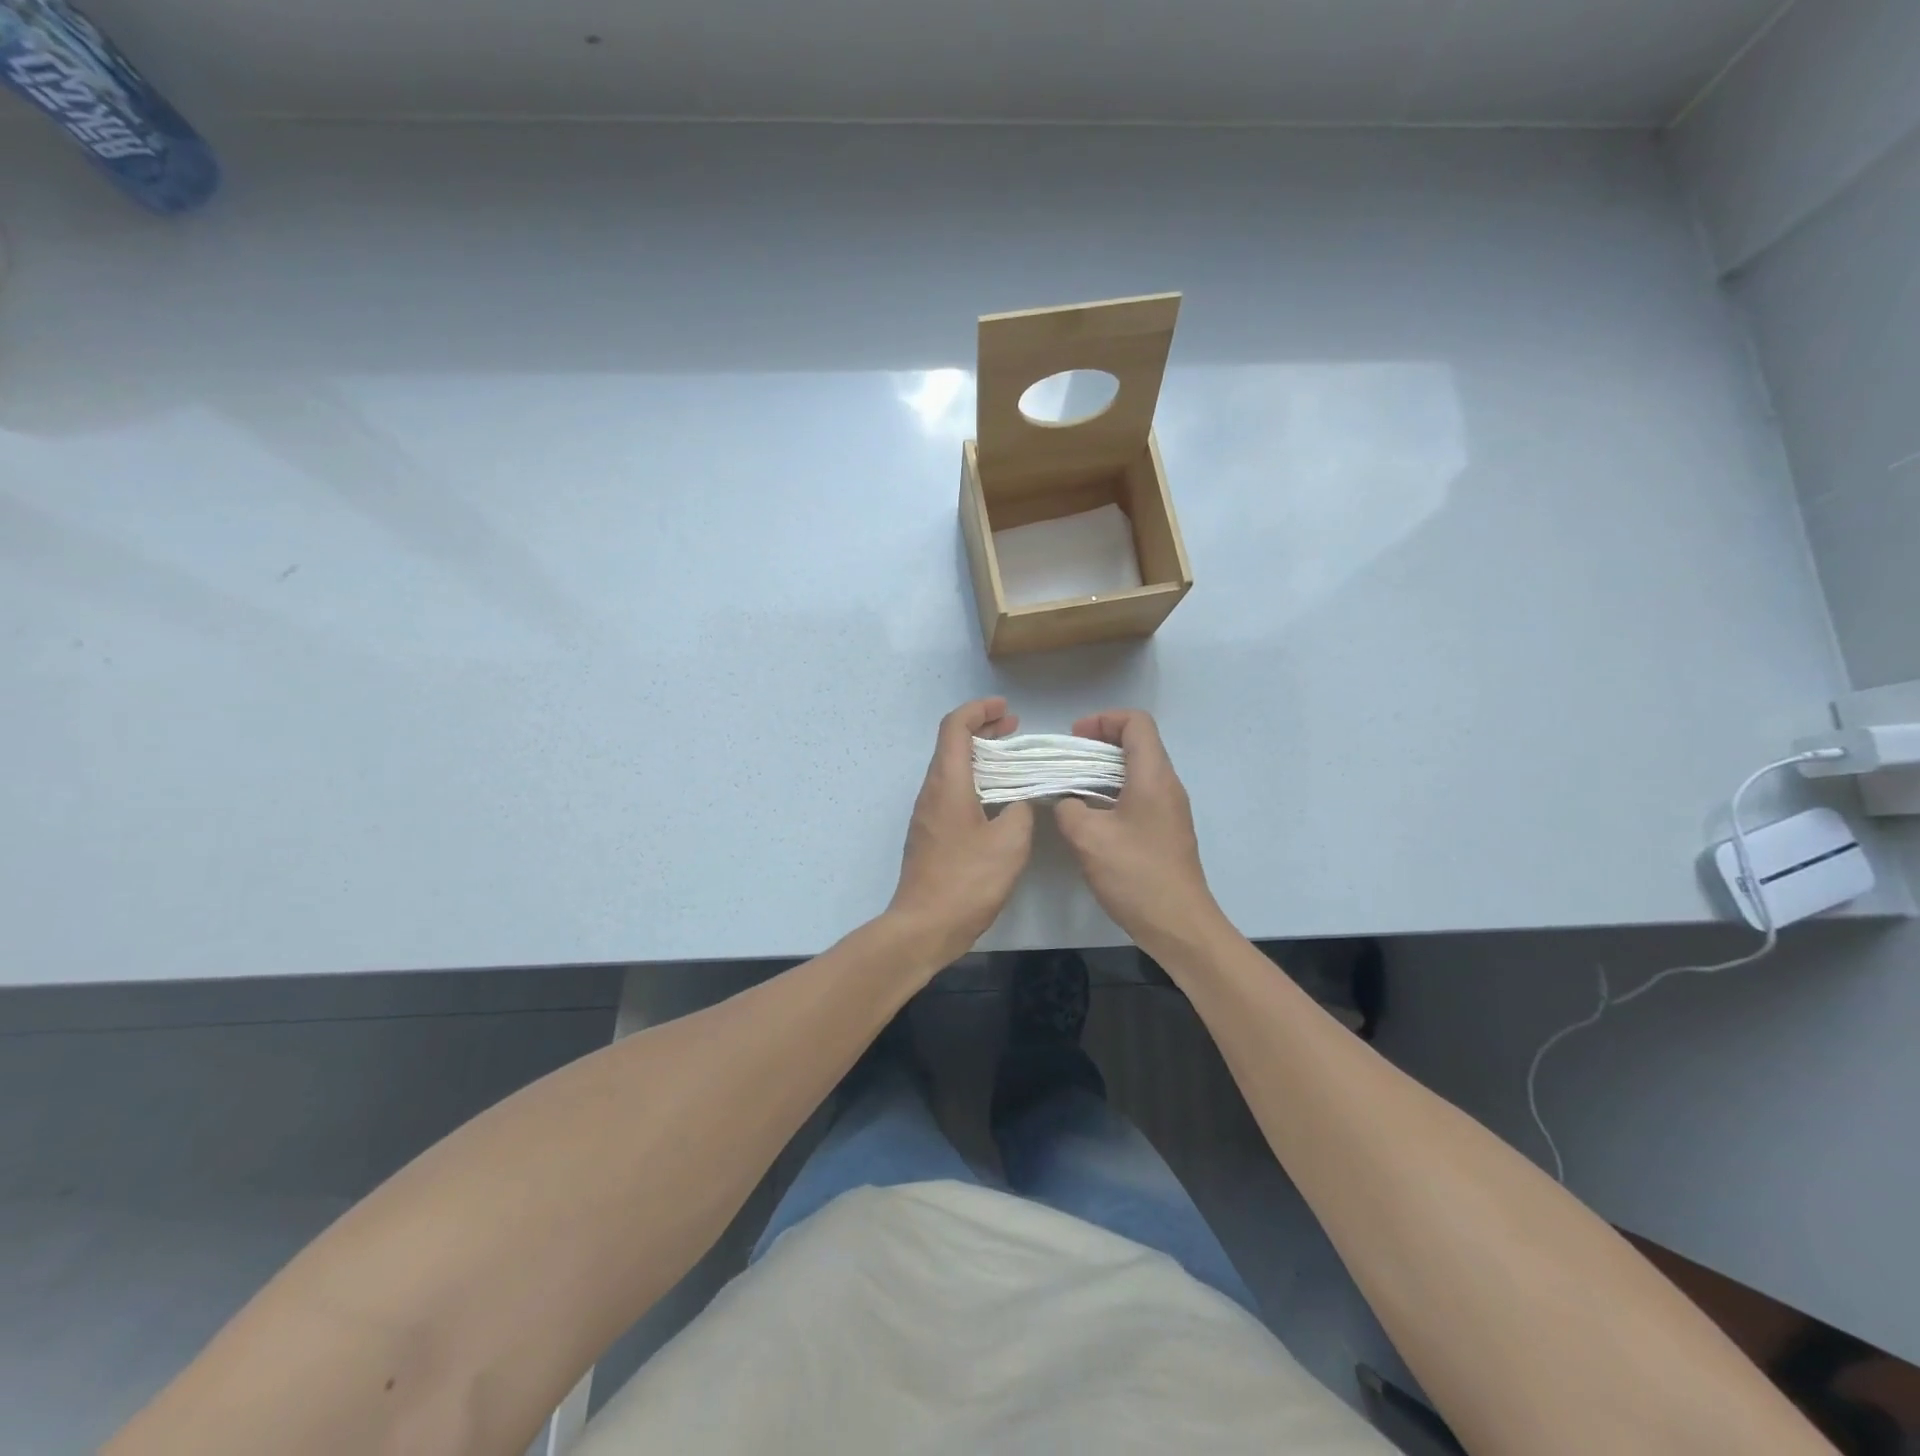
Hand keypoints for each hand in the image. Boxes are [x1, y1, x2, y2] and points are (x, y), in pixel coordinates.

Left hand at [888, 698, 1033, 964]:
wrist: (924, 926)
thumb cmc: (967, 881)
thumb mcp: (1010, 843)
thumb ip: (1021, 812)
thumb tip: (1018, 805)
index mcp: (948, 783)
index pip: (955, 727)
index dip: (979, 710)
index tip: (1006, 709)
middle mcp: (931, 791)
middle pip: (952, 744)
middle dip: (982, 729)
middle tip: (1013, 728)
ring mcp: (926, 814)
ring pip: (951, 769)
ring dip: (980, 757)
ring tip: (1011, 761)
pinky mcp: (929, 834)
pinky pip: (951, 792)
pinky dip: (974, 781)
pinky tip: (997, 799)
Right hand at [1054, 709, 1224, 952]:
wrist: (1178, 924)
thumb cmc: (1135, 874)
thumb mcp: (1087, 837)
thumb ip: (1068, 807)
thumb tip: (1066, 800)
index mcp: (1153, 776)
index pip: (1136, 723)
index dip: (1103, 720)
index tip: (1074, 739)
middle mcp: (1167, 785)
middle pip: (1136, 744)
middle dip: (1097, 745)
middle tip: (1065, 763)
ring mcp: (1169, 809)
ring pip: (1136, 772)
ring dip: (1102, 772)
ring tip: (1071, 789)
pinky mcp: (1165, 831)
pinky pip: (1139, 796)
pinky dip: (1112, 794)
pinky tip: (1089, 818)